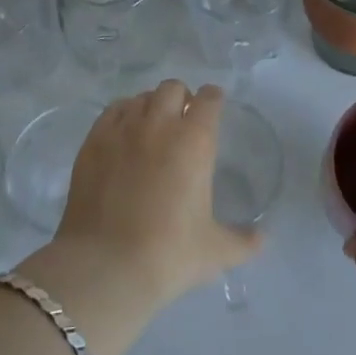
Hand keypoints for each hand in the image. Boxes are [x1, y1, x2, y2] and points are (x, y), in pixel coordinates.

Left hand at [19, 81, 263, 354]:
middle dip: (182, 98)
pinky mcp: (93, 141)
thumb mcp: (215, 251)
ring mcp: (122, 129)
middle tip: (183, 120)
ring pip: (141, 97)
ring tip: (152, 127)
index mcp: (194, 141)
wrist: (105, 266)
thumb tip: (262, 238)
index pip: (209, 100)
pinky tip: (123, 134)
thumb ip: (243, 241)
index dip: (213, 99)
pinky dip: (122, 114)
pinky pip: (112, 111)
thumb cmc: (168, 254)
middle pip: (173, 88)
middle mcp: (159, 124)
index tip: (214, 107)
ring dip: (151, 105)